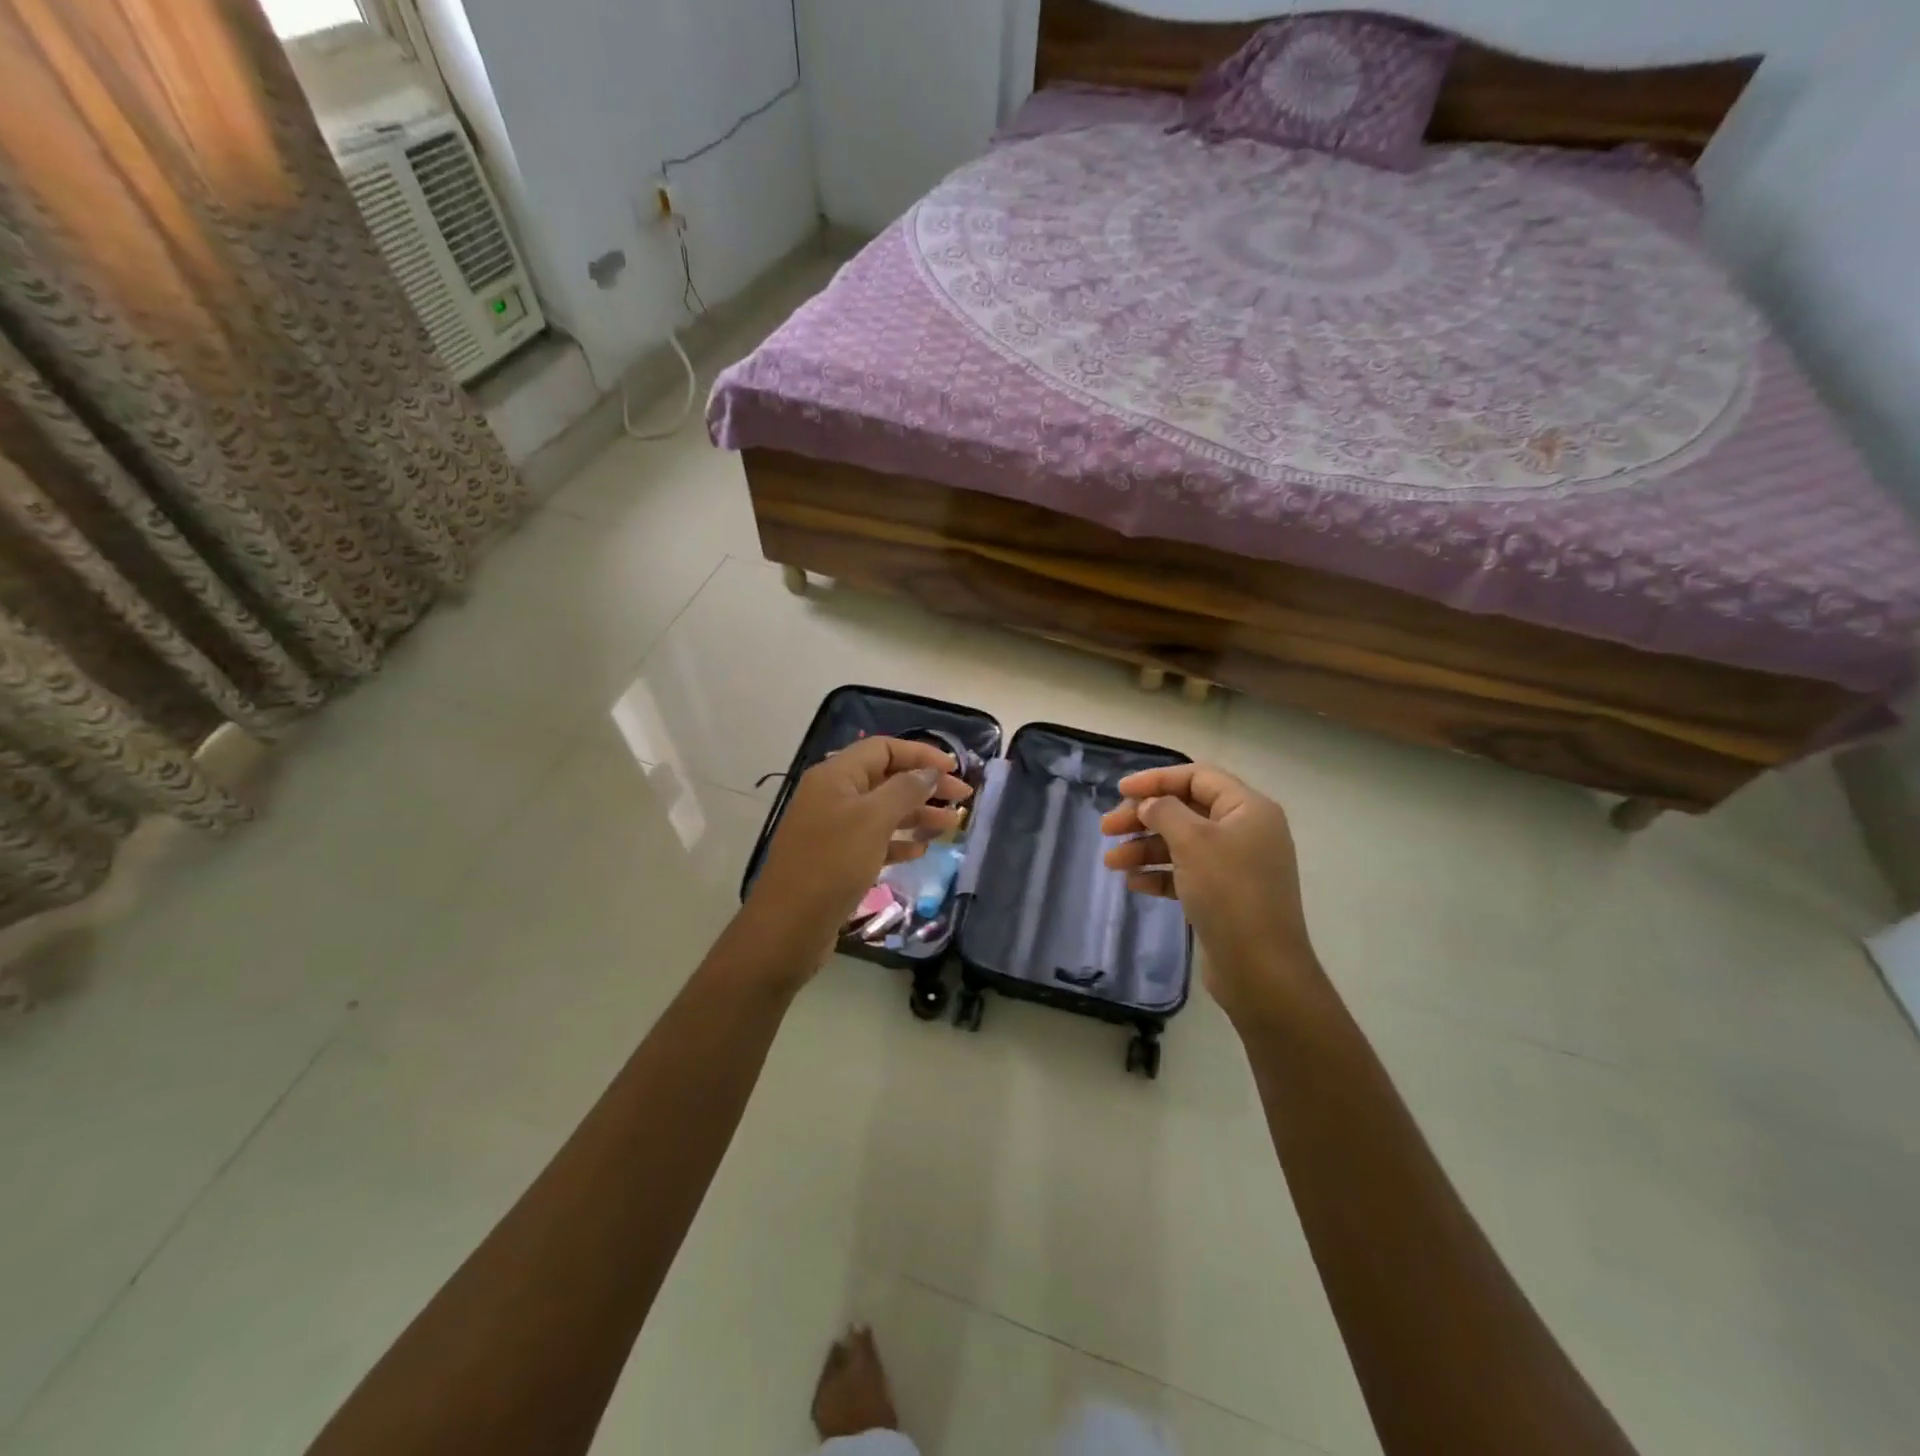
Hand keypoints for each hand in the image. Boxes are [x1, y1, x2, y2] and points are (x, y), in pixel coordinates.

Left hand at [741, 736, 971, 982]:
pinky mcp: (836, 859)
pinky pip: (874, 840)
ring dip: (917, 814)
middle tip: (963, 799)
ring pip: (883, 811)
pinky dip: (898, 841)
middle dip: (925, 786)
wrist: (788, 927)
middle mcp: (832, 796)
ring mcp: (832, 829)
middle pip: (886, 779)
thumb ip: (905, 790)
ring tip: (951, 826)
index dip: (921, 754)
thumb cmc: (832, 864)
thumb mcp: (873, 820)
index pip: (883, 749)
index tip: (955, 769)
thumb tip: (929, 772)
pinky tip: (920, 850)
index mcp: (835, 776)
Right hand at [1100, 764, 1315, 1023]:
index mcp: (1248, 809)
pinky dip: (1159, 874)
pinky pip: (1186, 873)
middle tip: (1106, 829)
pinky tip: (1134, 884)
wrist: (1260, 969)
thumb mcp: (1192, 841)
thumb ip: (1164, 811)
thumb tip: (1149, 805)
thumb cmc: (1229, 892)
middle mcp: (1245, 831)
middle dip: (1144, 817)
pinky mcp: (1225, 896)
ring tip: (1111, 862)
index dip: (1156, 779)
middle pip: (1186, 810)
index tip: (1120, 790)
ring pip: (1182, 844)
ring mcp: (1236, 866)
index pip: (1198, 777)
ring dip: (1144, 848)